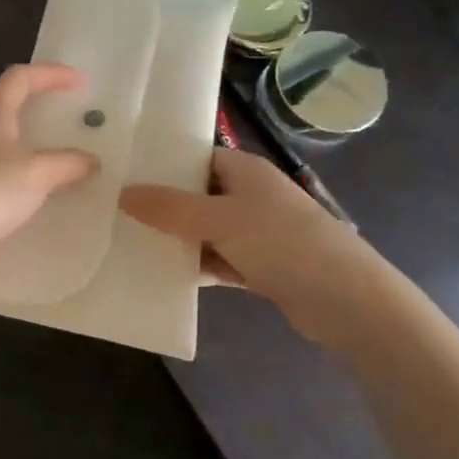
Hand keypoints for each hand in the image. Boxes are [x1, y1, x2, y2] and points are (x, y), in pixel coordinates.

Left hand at [0, 64, 97, 299]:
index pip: (18, 78)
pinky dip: (27, 175)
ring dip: (35, 144)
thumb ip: (67, 163)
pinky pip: (3, 174)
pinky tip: (43, 193)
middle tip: (71, 116)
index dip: (49, 73)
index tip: (80, 82)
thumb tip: (92, 161)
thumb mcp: (37, 174)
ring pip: (6, 142)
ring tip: (65, 156)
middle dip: (41, 105)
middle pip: (8, 106)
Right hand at [121, 146, 392, 348]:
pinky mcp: (258, 265)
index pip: (193, 157)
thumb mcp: (220, 220)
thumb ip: (170, 208)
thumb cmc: (283, 244)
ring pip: (202, 230)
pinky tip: (160, 275)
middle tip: (111, 210)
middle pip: (194, 194)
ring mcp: (255, 232)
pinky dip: (193, 266)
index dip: (159, 164)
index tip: (119, 173)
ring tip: (126, 242)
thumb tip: (122, 193)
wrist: (347, 301)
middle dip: (159, 205)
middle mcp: (249, 195)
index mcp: (244, 171)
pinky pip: (215, 259)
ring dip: (174, 239)